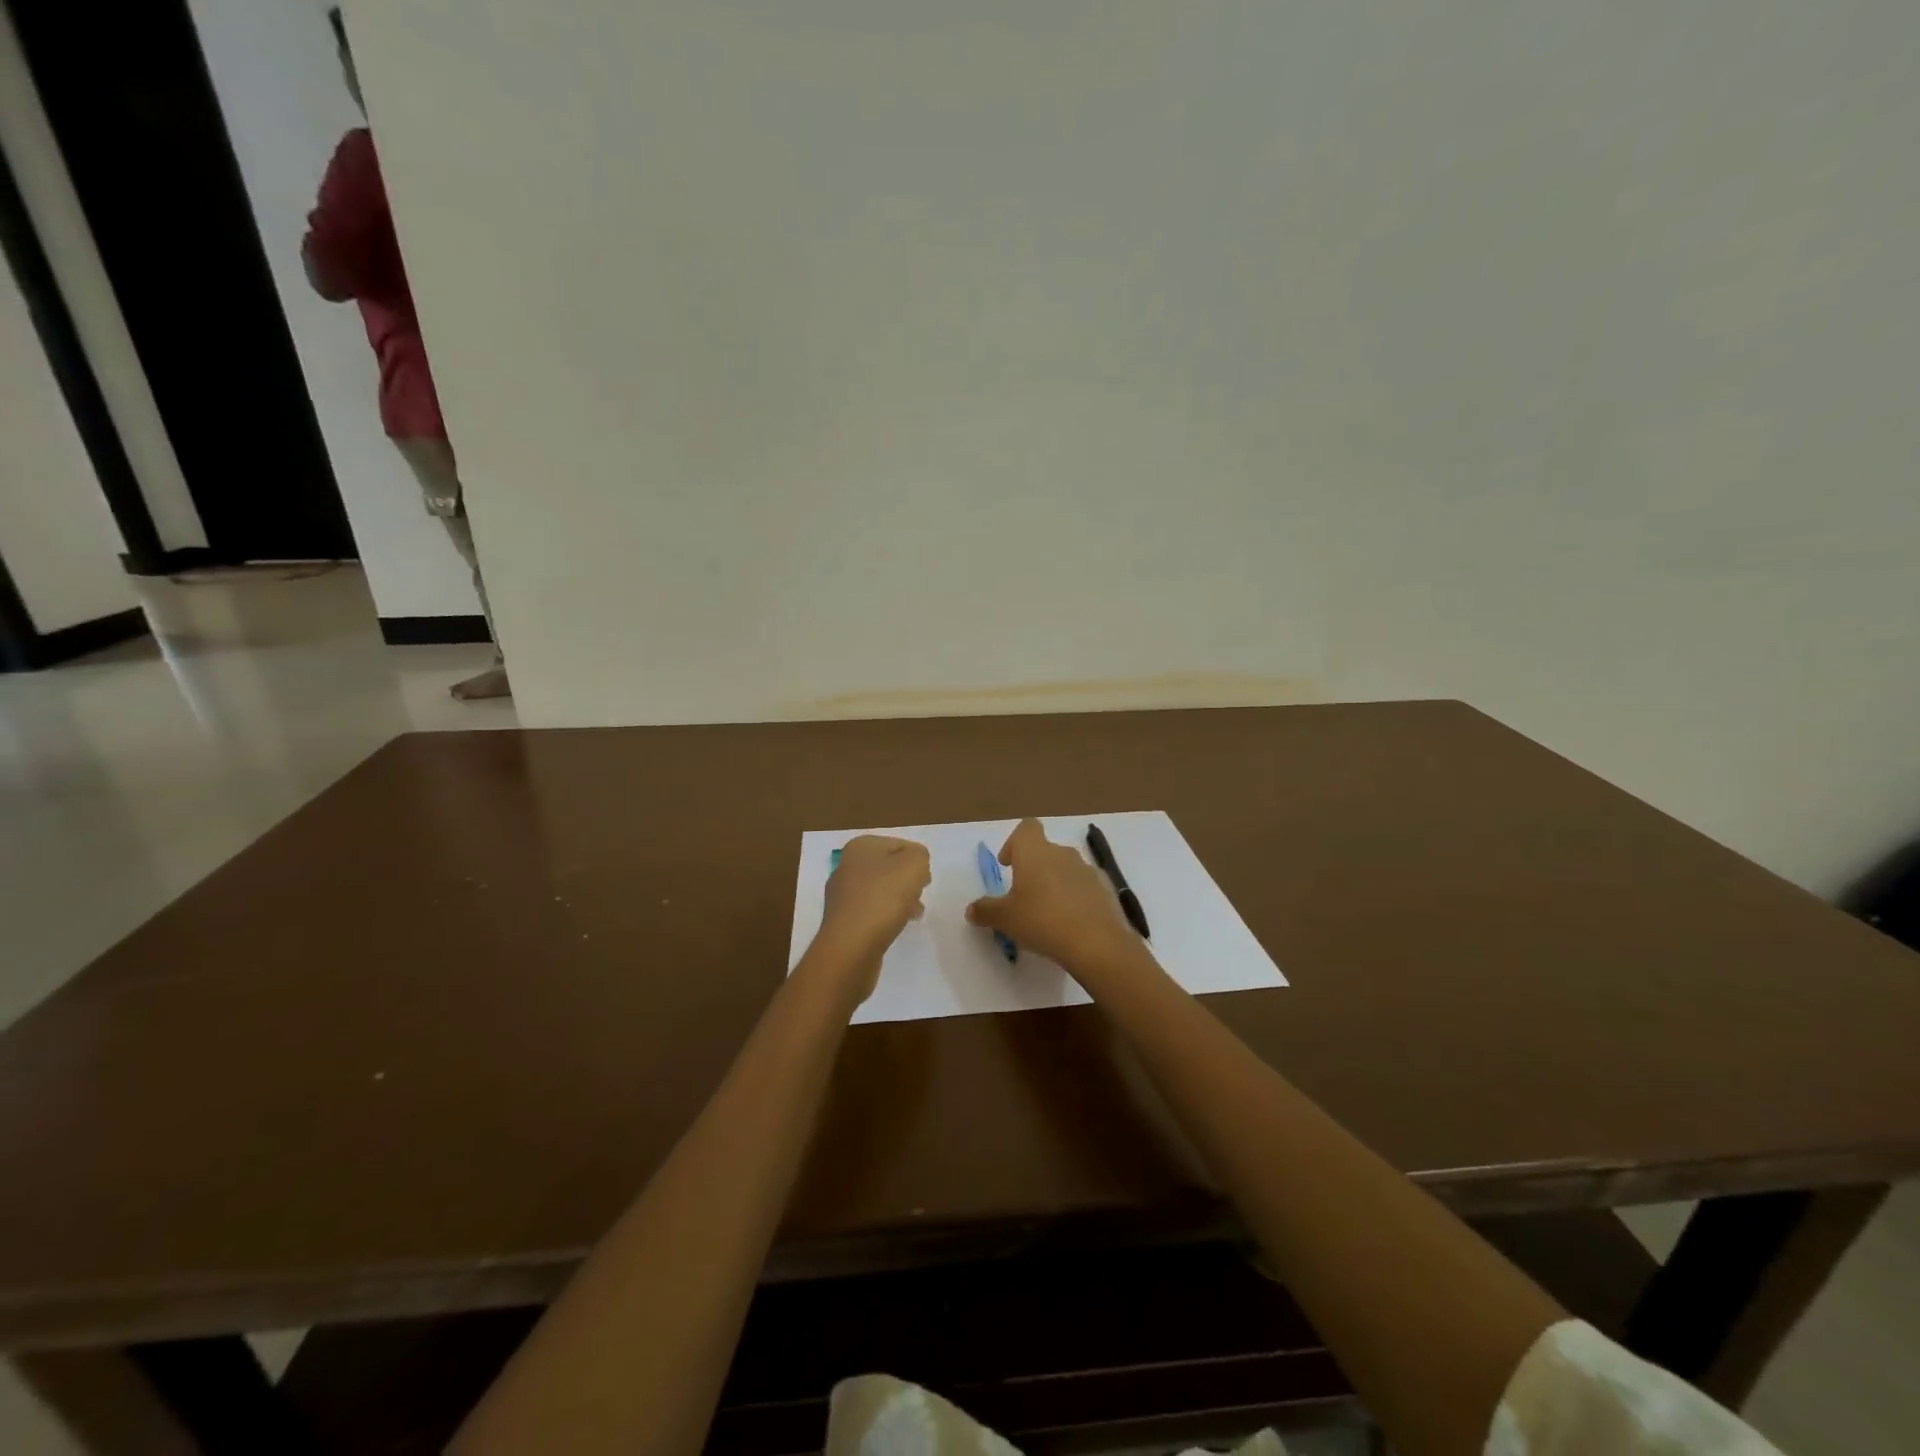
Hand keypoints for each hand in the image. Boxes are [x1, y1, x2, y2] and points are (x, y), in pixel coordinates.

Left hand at [811, 835, 931, 999]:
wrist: (851, 947)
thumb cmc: (883, 899)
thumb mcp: (914, 865)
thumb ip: (920, 855)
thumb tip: (915, 864)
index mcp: (860, 847)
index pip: (900, 844)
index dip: (918, 860)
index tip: (926, 880)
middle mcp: (847, 866)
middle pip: (889, 867)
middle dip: (908, 880)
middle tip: (920, 894)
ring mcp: (842, 894)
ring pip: (881, 890)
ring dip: (900, 899)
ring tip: (913, 914)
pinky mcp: (843, 920)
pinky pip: (872, 911)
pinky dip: (886, 916)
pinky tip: (896, 926)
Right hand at [966, 819, 1148, 986]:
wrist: (1096, 942)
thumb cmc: (1042, 921)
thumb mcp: (1005, 919)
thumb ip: (985, 911)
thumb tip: (971, 909)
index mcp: (1034, 852)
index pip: (1026, 828)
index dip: (1014, 843)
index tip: (1008, 865)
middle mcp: (1062, 853)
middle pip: (1045, 850)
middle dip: (1034, 869)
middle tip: (1024, 896)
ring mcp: (1087, 869)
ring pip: (1066, 868)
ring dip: (1056, 883)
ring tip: (1048, 913)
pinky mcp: (1106, 888)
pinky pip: (1085, 886)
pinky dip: (1077, 897)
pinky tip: (1072, 923)